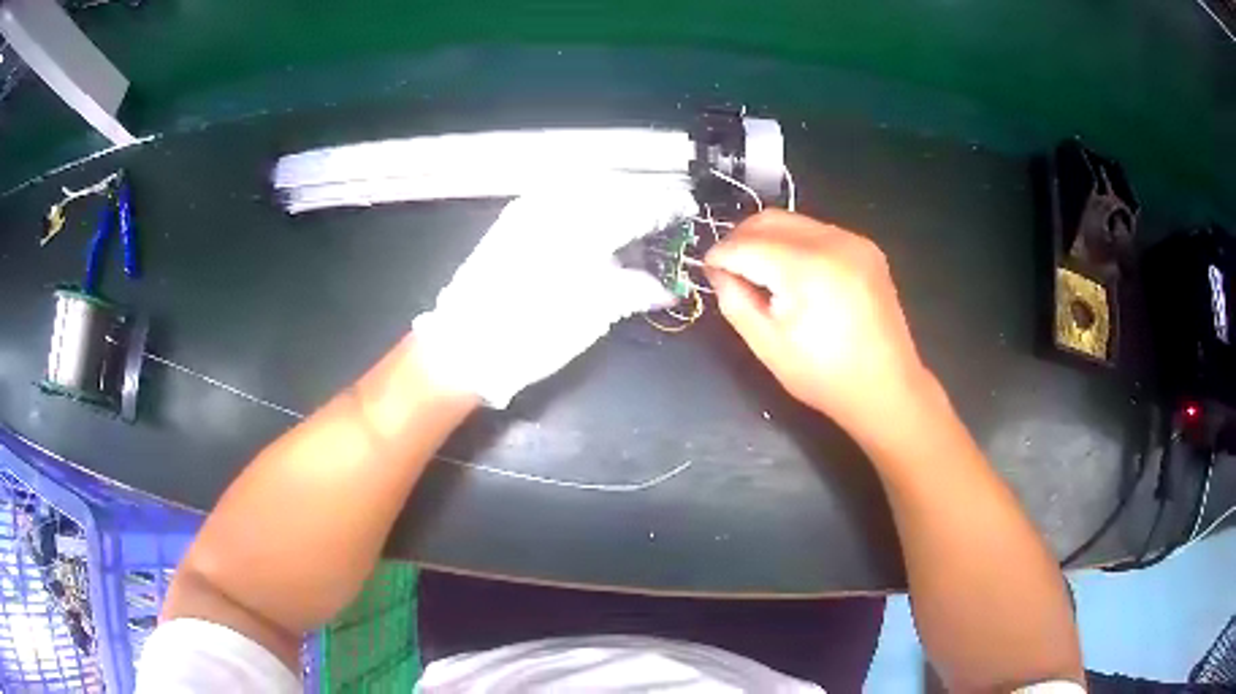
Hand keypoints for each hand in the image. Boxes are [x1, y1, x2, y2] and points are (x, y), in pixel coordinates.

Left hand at [413, 174, 697, 406]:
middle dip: (644, 195)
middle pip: (615, 186)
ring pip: (587, 185)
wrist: (464, 346)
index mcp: (584, 228)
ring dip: (616, 194)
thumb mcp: (592, 316)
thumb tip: (666, 287)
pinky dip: (587, 200)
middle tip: (664, 214)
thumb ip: (634, 290)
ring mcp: (531, 207)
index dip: (668, 205)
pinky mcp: (514, 218)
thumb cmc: (532, 334)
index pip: (639, 204)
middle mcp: (558, 205)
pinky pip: (561, 194)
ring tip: (634, 217)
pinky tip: (596, 219)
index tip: (687, 208)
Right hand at [705, 210, 935, 443]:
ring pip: (792, 221)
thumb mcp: (767, 345)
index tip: (707, 270)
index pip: (746, 244)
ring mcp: (853, 241)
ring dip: (767, 239)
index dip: (720, 255)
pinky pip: (817, 231)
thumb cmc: (824, 376)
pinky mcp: (865, 248)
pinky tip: (793, 273)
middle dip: (740, 239)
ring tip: (759, 271)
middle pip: (768, 220)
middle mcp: (832, 241)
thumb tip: (717, 271)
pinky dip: (794, 243)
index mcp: (806, 268)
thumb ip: (734, 300)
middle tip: (728, 268)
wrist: (886, 388)